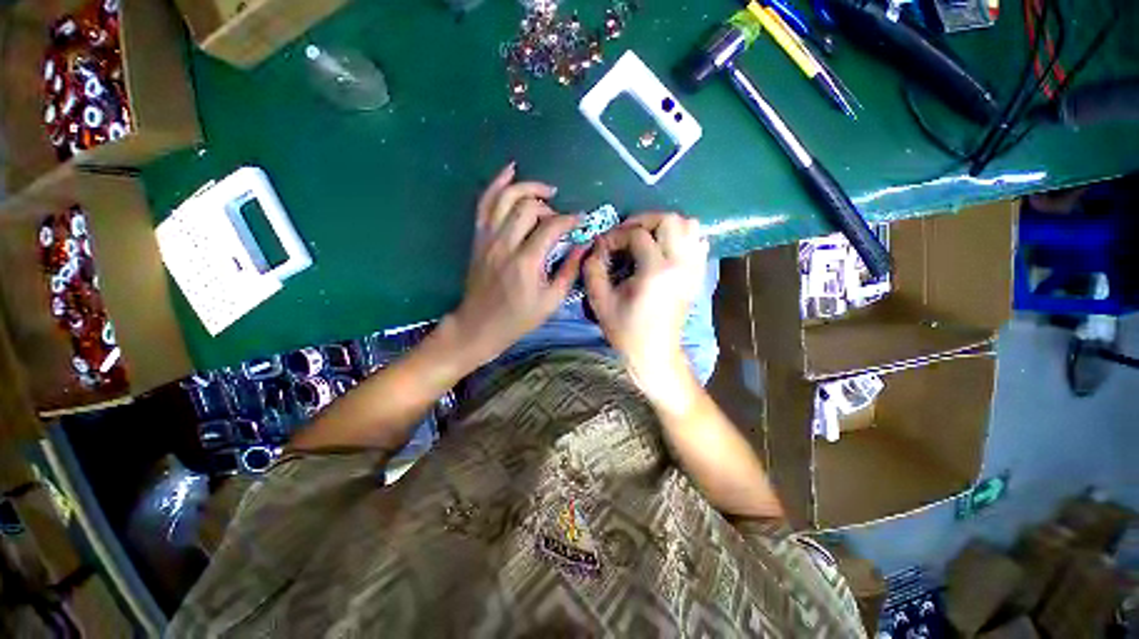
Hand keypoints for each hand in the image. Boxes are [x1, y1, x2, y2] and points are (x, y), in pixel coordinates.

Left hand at [448, 163, 585, 366]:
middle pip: (529, 207)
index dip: (570, 219)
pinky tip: (511, 171)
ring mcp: (488, 238)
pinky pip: (485, 203)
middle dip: (550, 206)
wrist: (479, 325)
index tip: (582, 220)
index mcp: (526, 262)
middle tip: (561, 218)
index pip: (551, 227)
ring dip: (527, 187)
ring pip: (506, 197)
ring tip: (545, 191)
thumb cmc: (518, 319)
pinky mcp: (478, 238)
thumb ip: (569, 271)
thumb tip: (583, 245)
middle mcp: (505, 244)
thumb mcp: (551, 301)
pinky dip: (497, 184)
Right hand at [584, 213, 707, 400]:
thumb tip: (597, 245)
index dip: (616, 235)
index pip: (638, 235)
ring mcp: (694, 269)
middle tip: (626, 233)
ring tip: (646, 238)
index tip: (604, 246)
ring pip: (690, 226)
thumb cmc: (626, 331)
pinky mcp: (698, 275)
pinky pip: (698, 242)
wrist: (655, 353)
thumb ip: (593, 268)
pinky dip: (682, 237)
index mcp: (656, 272)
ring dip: (665, 225)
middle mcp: (681, 264)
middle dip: (643, 220)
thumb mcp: (601, 301)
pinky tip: (665, 249)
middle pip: (670, 219)